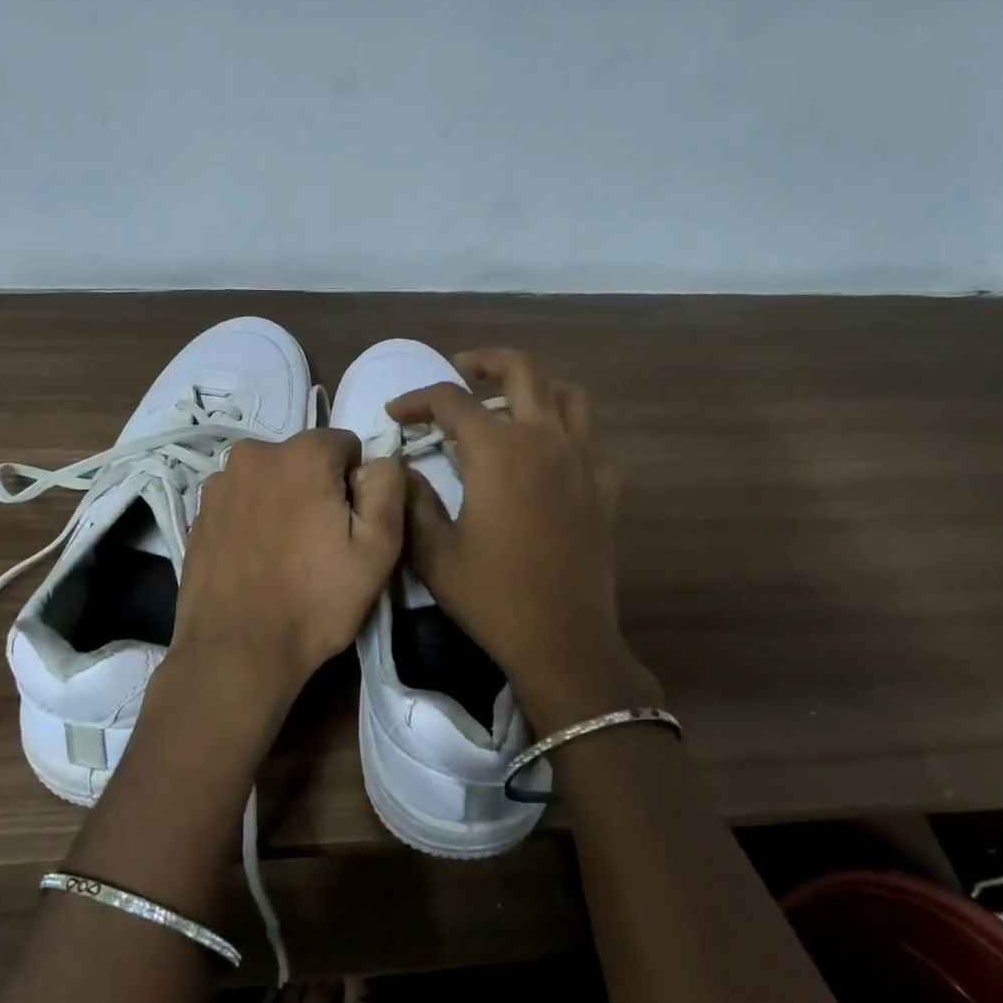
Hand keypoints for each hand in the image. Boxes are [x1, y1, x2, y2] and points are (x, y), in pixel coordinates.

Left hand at [169, 429, 404, 733]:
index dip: (357, 485)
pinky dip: (254, 518)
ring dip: (284, 501)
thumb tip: (379, 461)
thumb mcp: (378, 548)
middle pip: (306, 460)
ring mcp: (219, 482)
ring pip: (272, 479)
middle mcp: (254, 452)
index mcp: (302, 453)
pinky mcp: (198, 512)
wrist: (235, 652)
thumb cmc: (315, 601)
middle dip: (319, 489)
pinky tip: (256, 560)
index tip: (351, 526)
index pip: (346, 446)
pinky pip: (242, 501)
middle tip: (321, 544)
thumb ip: (388, 486)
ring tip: (286, 555)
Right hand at [388, 349, 660, 733]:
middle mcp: (544, 441)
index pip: (451, 401)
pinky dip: (566, 431)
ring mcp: (583, 461)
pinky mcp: (606, 487)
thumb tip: (405, 468)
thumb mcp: (433, 552)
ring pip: (567, 395)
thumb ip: (413, 500)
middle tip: (461, 371)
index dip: (416, 399)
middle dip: (485, 361)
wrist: (563, 641)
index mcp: (497, 452)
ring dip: (534, 388)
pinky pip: (590, 439)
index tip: (396, 415)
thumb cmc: (492, 597)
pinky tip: (547, 456)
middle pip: (522, 370)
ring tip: (508, 405)